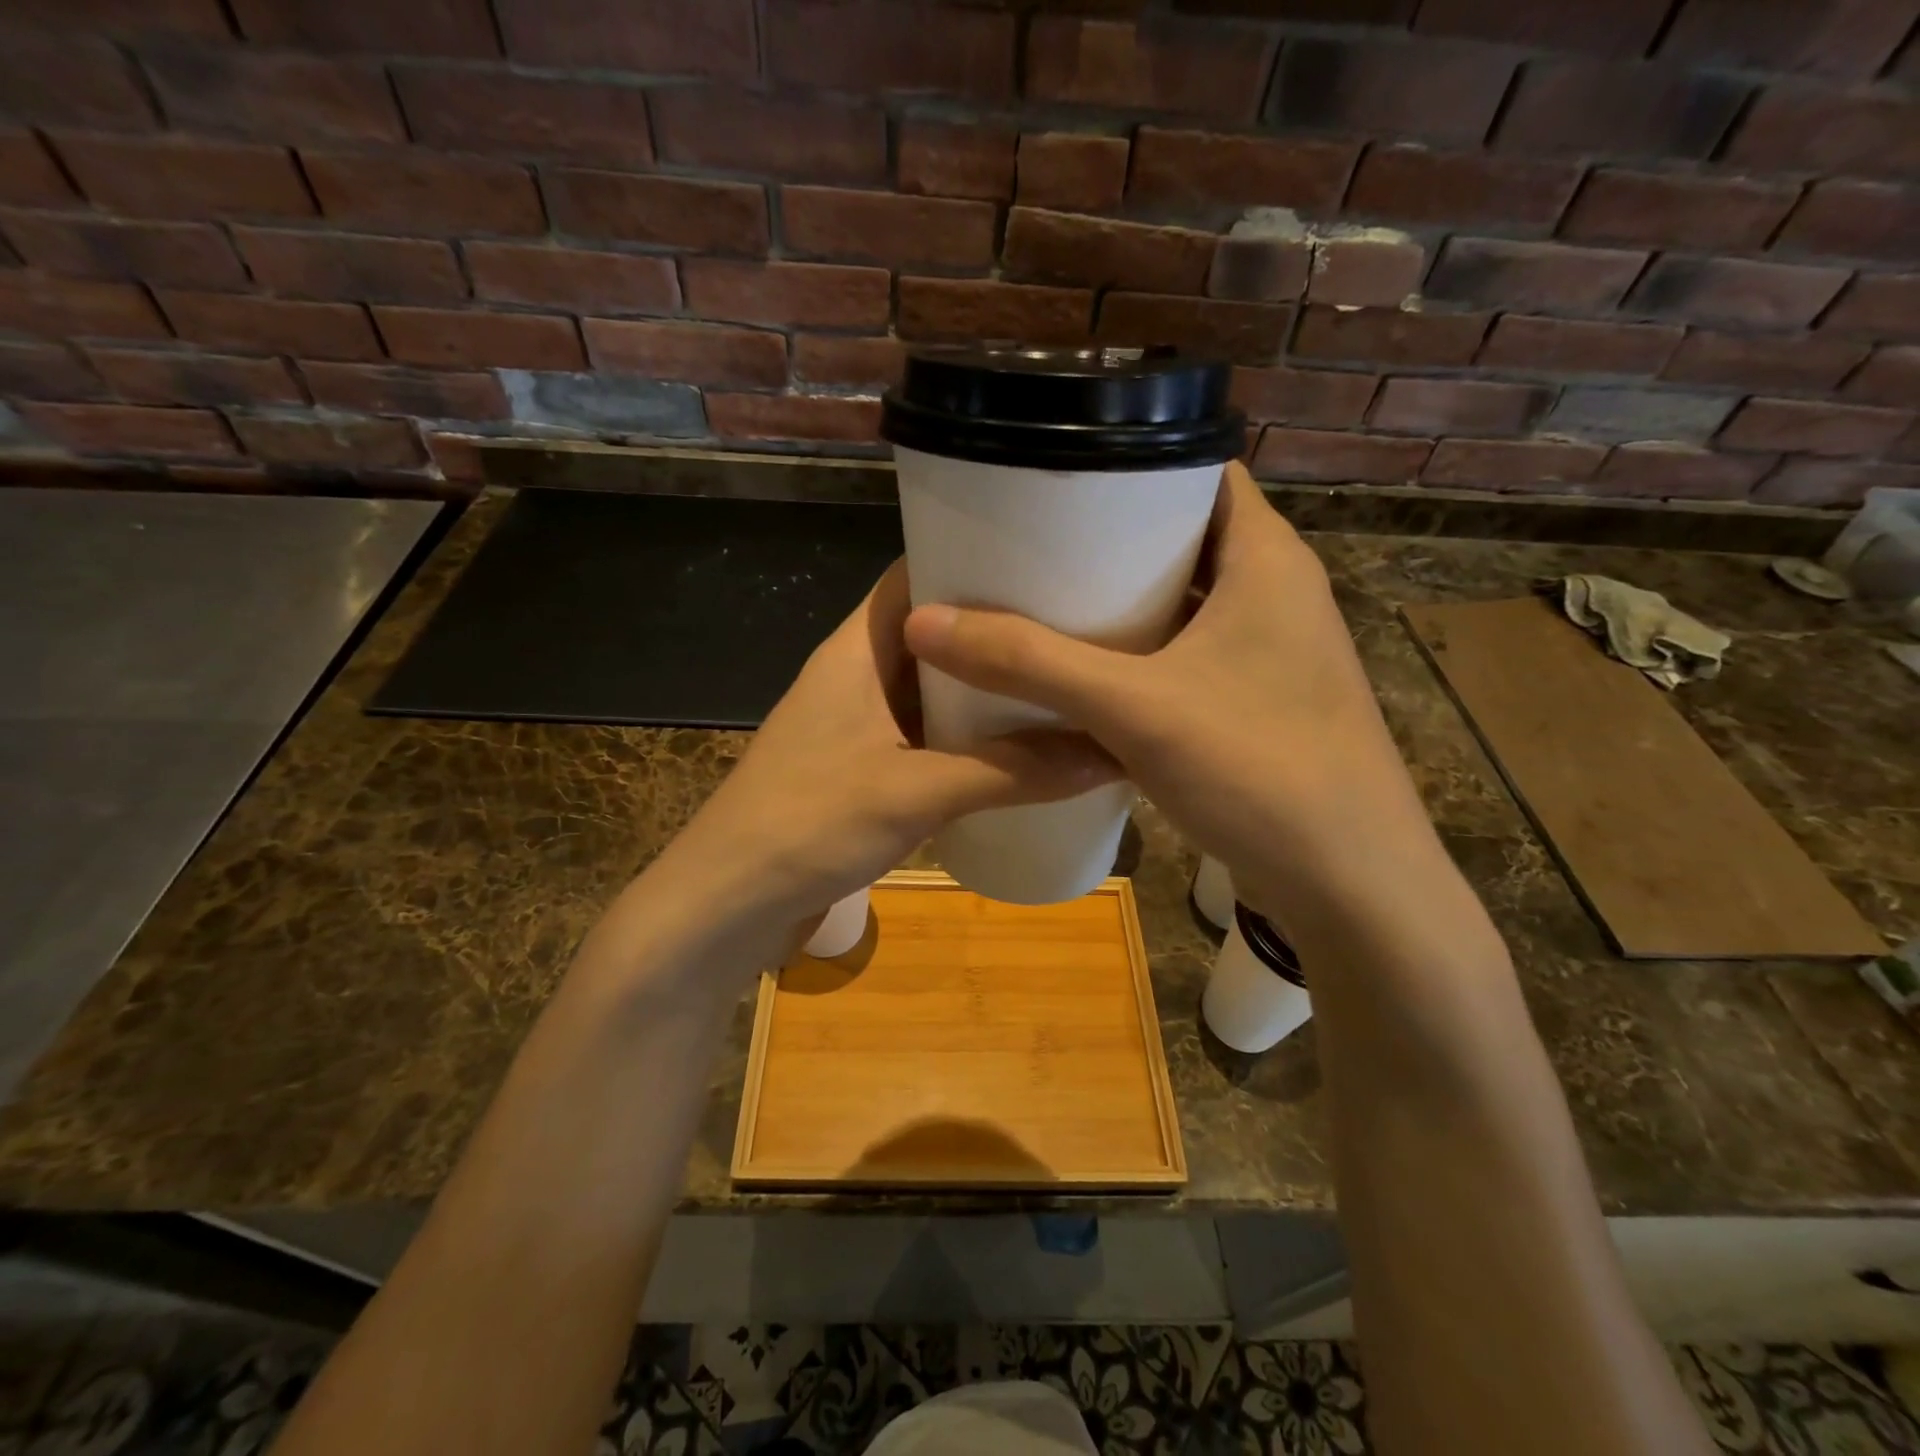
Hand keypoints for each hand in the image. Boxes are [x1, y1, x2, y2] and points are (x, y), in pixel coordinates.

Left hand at [637, 560, 1114, 978]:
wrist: (728, 904)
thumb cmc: (808, 824)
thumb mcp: (917, 791)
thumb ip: (1012, 771)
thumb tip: (1109, 752)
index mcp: (857, 649)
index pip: (916, 575)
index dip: (973, 560)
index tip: (1046, 564)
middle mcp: (858, 675)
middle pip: (934, 633)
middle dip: (995, 630)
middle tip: (1073, 630)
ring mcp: (860, 725)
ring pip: (934, 689)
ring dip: (985, 690)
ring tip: (1060, 683)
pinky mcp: (865, 770)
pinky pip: (928, 736)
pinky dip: (969, 737)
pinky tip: (1019, 751)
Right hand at [902, 462, 1430, 921]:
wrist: (1351, 884)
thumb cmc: (1258, 768)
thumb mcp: (1132, 707)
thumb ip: (1030, 662)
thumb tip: (925, 622)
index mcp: (1267, 558)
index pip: (1199, 471)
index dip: (1131, 465)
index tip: (1056, 482)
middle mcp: (1276, 593)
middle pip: (1184, 538)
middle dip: (1110, 539)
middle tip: (1030, 545)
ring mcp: (1271, 653)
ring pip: (1185, 603)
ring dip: (1123, 603)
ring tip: (1043, 602)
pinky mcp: (1259, 703)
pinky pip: (1188, 657)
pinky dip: (1141, 656)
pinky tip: (1086, 676)